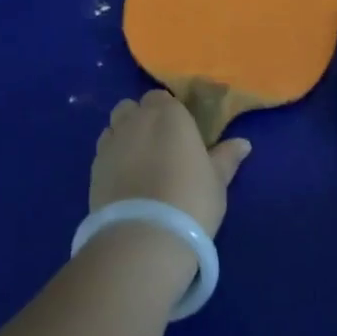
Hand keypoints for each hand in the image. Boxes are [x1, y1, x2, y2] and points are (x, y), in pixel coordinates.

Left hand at [90, 90, 249, 236]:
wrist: (143, 236)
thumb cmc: (190, 201)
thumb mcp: (217, 181)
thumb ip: (226, 157)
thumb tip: (243, 143)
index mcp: (168, 114)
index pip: (162, 99)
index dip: (169, 113)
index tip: (180, 133)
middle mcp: (135, 120)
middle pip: (133, 107)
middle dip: (142, 119)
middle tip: (159, 146)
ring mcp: (111, 142)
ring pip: (114, 126)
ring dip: (124, 135)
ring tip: (139, 162)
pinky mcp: (93, 167)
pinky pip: (103, 151)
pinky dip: (113, 157)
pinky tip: (124, 180)